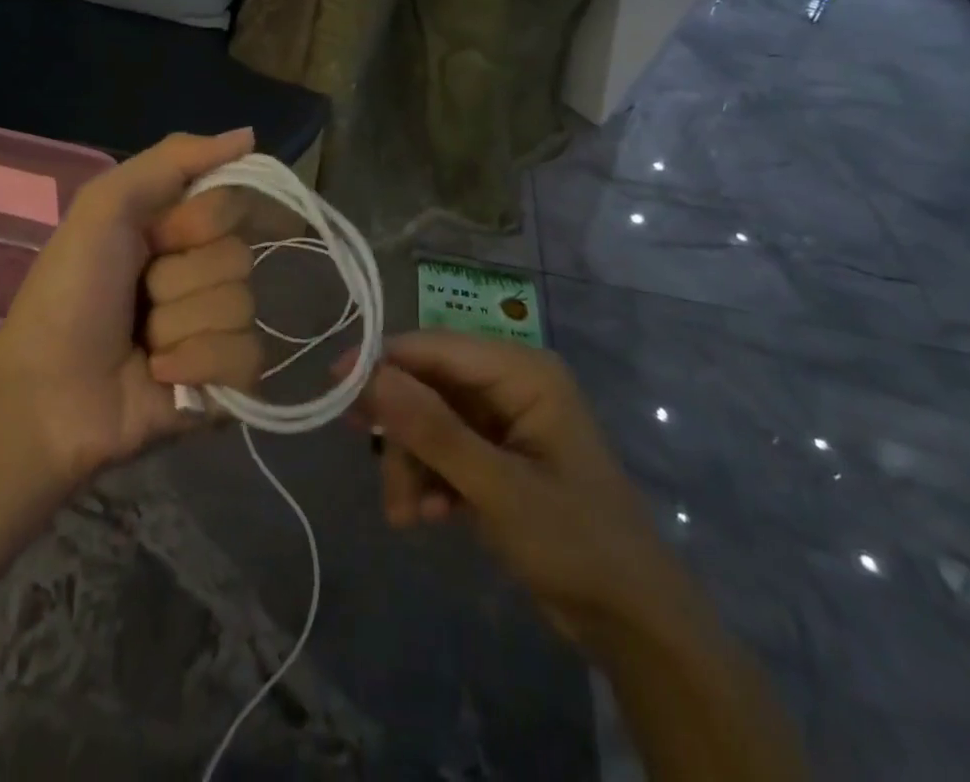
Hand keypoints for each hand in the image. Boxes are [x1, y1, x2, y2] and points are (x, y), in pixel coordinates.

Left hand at [0, 129, 264, 484]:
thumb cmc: (71, 290)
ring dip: (180, 325)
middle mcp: (203, 271)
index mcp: (178, 229)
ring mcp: (216, 327)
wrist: (46, 391)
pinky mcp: (225, 380)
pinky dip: (197, 363)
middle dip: (180, 279)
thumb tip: (250, 135)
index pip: (233, 205)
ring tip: (143, 343)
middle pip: (238, 257)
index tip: (157, 237)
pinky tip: (161, 374)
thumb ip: (175, 158)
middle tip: (139, 298)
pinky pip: (246, 356)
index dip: (196, 223)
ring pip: (242, 307)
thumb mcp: (107, 205)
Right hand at [351, 332, 687, 654]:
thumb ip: (434, 431)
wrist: (635, 623)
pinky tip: (433, 516)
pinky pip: (445, 448)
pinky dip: (431, 477)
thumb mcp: (499, 489)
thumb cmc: (576, 542)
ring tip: (408, 516)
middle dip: (402, 432)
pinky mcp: (496, 453)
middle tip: (377, 470)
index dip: (383, 361)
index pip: (436, 347)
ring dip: (412, 464)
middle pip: (429, 385)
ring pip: (430, 420)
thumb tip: (370, 376)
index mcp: (522, 371)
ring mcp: (502, 419)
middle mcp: (510, 382)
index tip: (334, 386)